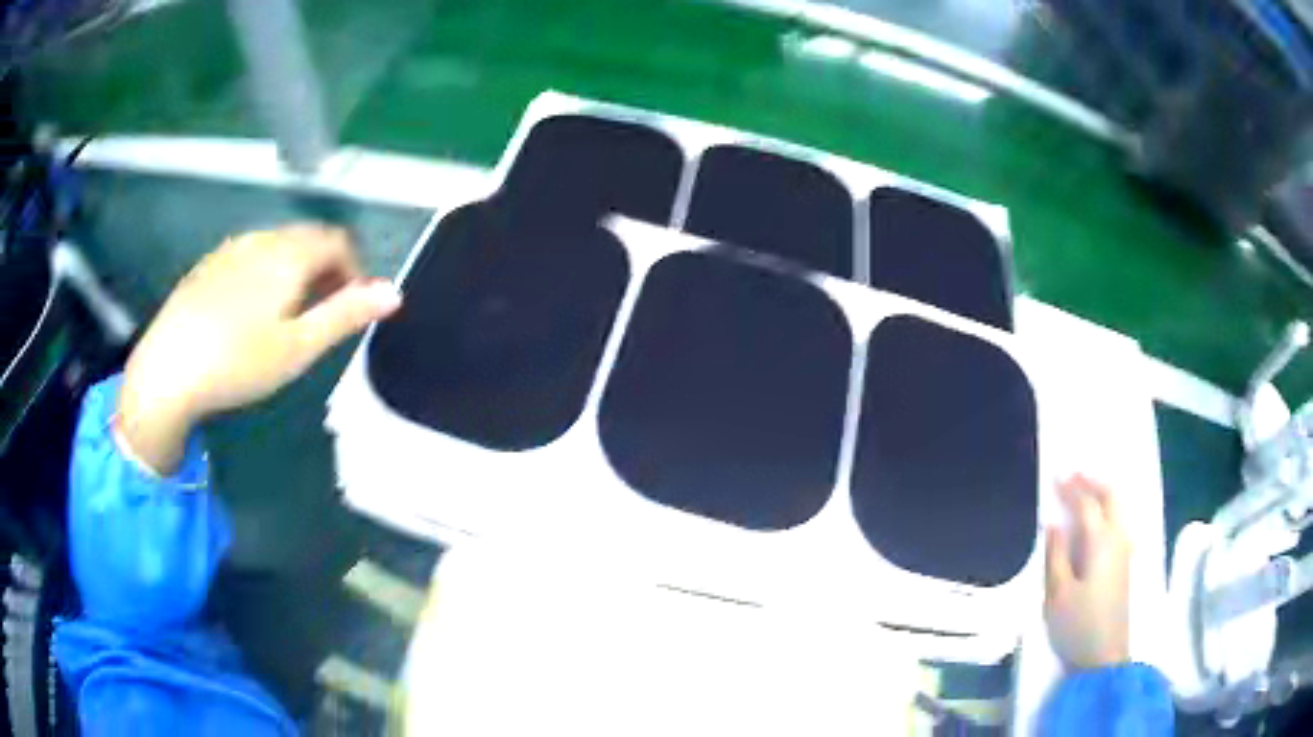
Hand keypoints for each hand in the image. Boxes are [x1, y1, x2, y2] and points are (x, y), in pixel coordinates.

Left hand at [117, 224, 401, 474]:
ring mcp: (231, 249)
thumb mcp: (298, 347)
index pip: (338, 240)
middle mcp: (262, 238)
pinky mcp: (208, 265)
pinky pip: (249, 256)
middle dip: (325, 269)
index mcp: (289, 254)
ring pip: (277, 246)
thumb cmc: (238, 361)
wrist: (168, 369)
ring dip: (295, 270)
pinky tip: (248, 312)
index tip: (352, 307)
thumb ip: (346, 315)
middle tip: (321, 315)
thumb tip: (394, 292)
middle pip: (307, 239)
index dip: (354, 269)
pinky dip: (264, 273)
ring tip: (286, 316)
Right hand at [1045, 474, 1131, 670]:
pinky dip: (1110, 511)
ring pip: (1120, 509)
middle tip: (1075, 476)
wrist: (1104, 656)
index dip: (1072, 488)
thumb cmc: (1077, 625)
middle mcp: (1117, 539)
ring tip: (1087, 493)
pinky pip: (1121, 522)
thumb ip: (1056, 555)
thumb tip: (1054, 525)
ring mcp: (1125, 552)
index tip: (1057, 476)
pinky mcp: (1125, 565)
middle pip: (1111, 498)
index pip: (1087, 505)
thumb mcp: (1057, 594)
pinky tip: (1101, 521)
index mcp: (1099, 542)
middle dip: (1094, 483)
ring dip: (1104, 495)